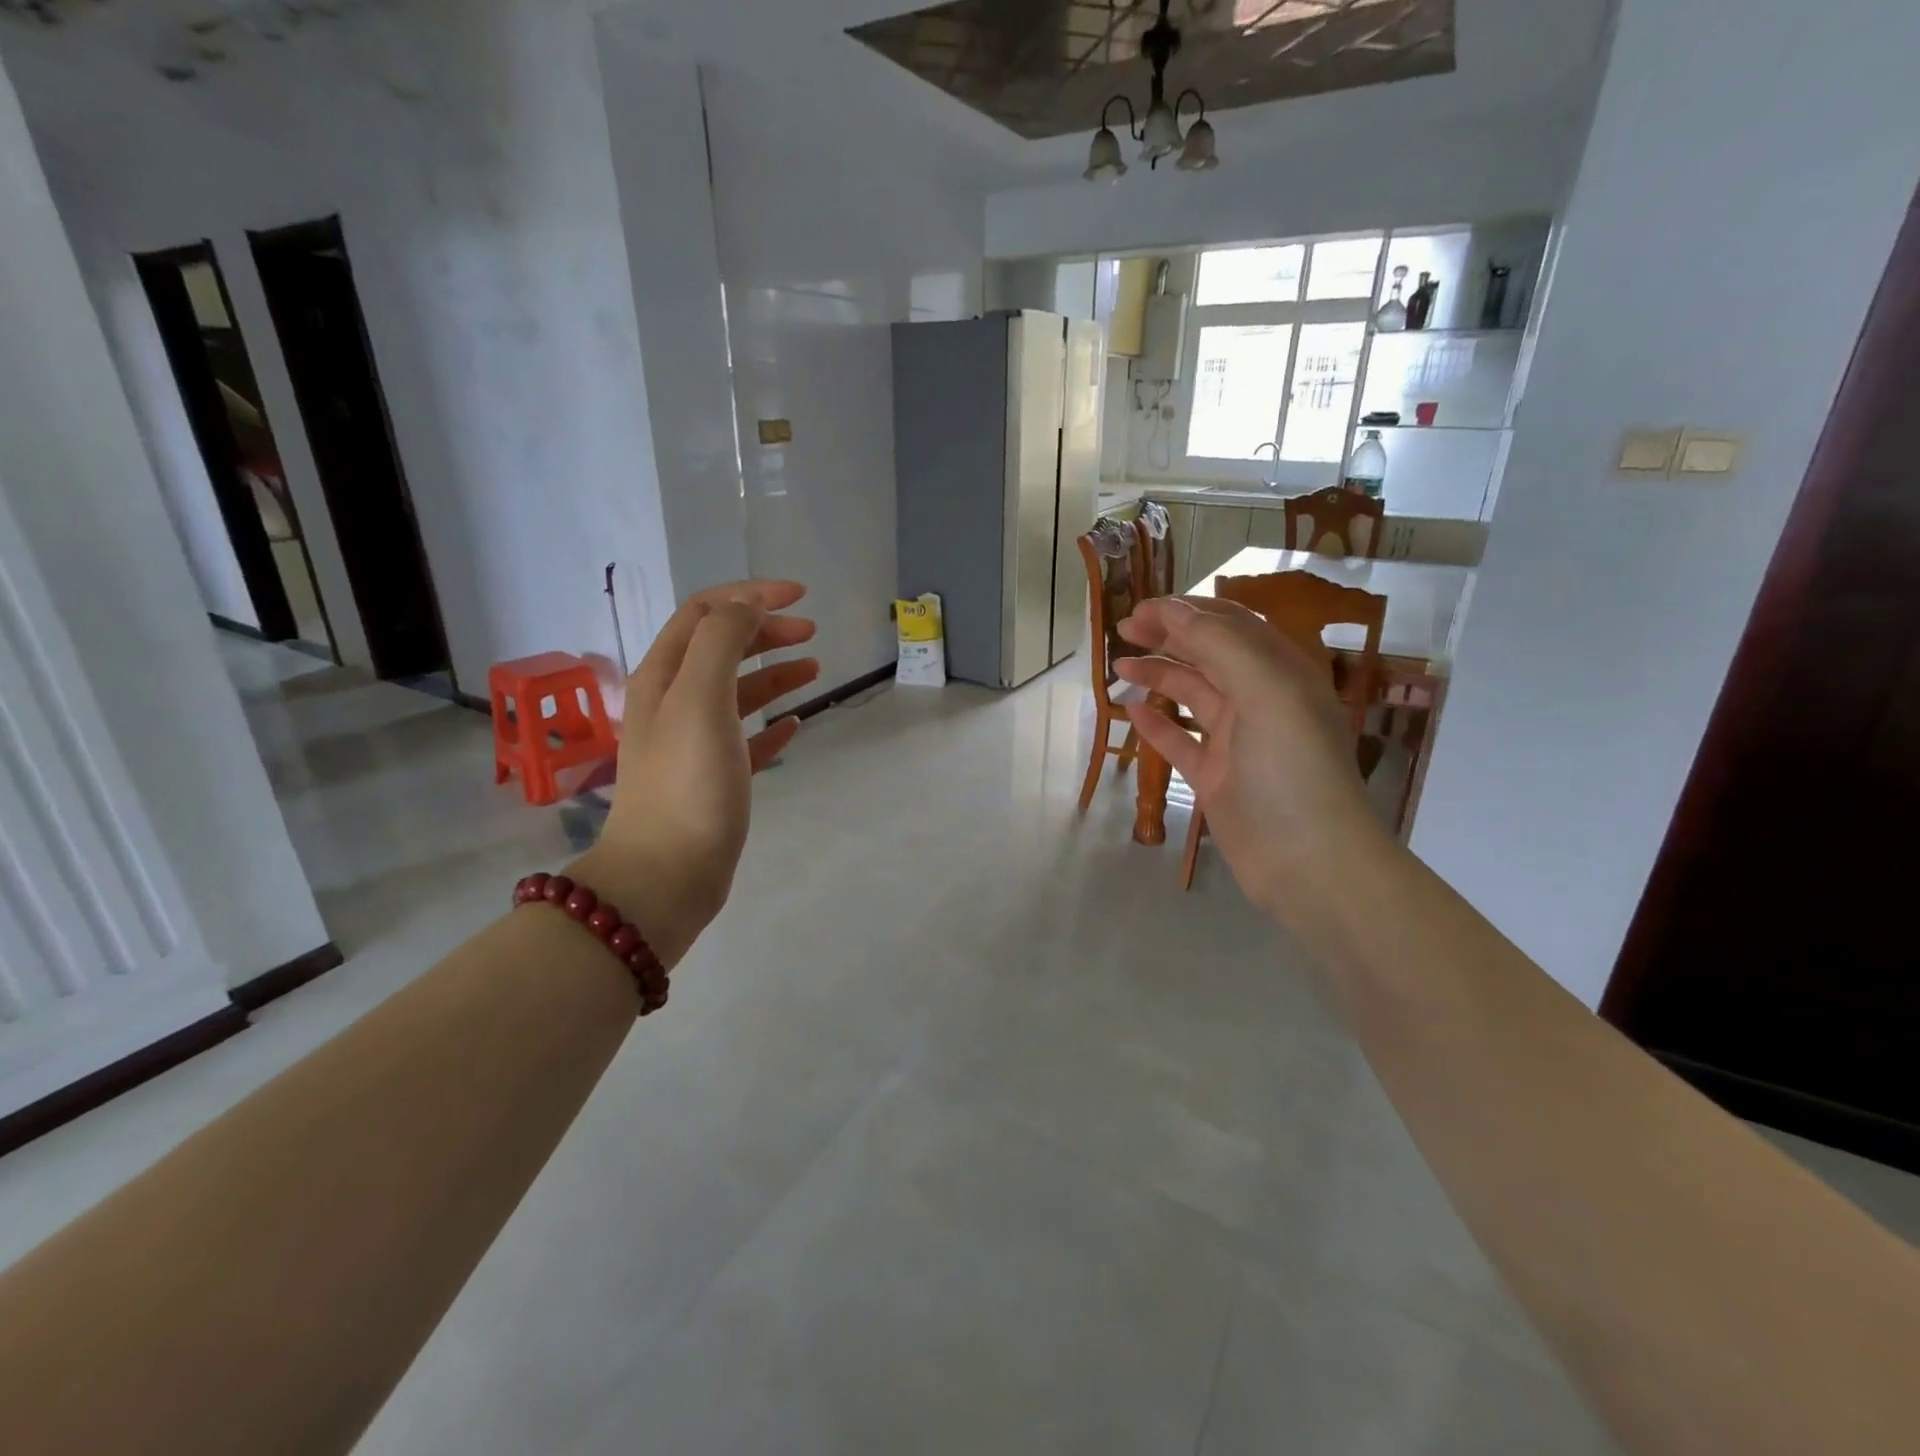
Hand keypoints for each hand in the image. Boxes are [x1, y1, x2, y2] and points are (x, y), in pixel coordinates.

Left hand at [575, 580, 817, 965]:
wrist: (666, 875)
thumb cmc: (687, 784)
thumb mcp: (702, 699)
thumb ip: (723, 642)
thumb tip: (748, 606)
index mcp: (664, 677)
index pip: (705, 613)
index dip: (750, 595)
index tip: (799, 596)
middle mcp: (674, 702)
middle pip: (721, 648)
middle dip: (765, 631)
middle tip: (811, 633)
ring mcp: (693, 742)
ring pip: (737, 692)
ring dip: (774, 673)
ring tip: (815, 670)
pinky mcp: (714, 779)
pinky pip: (747, 738)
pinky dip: (772, 723)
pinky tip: (796, 724)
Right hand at [1113, 596, 1391, 925]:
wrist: (1308, 861)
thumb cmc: (1291, 767)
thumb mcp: (1265, 690)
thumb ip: (1220, 645)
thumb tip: (1172, 611)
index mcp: (1280, 672)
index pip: (1229, 626)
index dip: (1185, 611)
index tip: (1140, 609)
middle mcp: (1260, 700)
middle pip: (1208, 655)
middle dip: (1167, 637)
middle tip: (1123, 630)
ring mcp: (1236, 741)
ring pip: (1191, 695)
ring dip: (1157, 675)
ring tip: (1118, 667)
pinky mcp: (1216, 777)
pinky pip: (1180, 741)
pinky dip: (1156, 724)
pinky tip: (1130, 712)